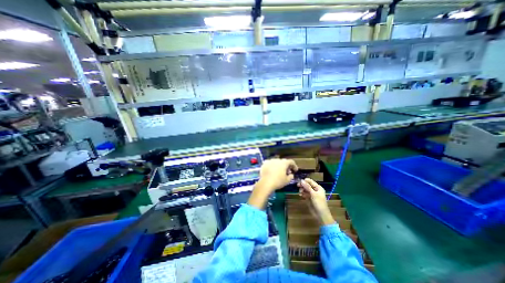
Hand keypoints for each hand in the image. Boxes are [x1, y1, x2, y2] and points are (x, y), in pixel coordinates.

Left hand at [257, 159, 296, 192]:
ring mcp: (270, 161)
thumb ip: (291, 176)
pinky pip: (270, 163)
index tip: (295, 170)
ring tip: (279, 171)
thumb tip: (291, 174)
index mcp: (284, 163)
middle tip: (287, 172)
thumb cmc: (278, 181)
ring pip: (276, 162)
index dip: (294, 166)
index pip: (291, 161)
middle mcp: (277, 160)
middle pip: (283, 161)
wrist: (266, 183)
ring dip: (279, 165)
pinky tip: (272, 170)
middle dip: (286, 166)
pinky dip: (272, 166)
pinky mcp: (264, 163)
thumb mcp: (287, 180)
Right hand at [299, 179, 334, 224]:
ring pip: (305, 189)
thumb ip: (307, 187)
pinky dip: (302, 194)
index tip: (299, 182)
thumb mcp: (313, 194)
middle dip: (302, 185)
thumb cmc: (319, 203)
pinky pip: (304, 194)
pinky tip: (300, 195)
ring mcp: (312, 194)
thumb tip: (301, 180)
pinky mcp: (309, 198)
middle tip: (298, 186)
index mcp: (318, 187)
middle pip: (307, 185)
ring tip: (300, 192)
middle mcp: (315, 190)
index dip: (305, 181)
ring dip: (302, 189)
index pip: (310, 181)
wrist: (321, 215)